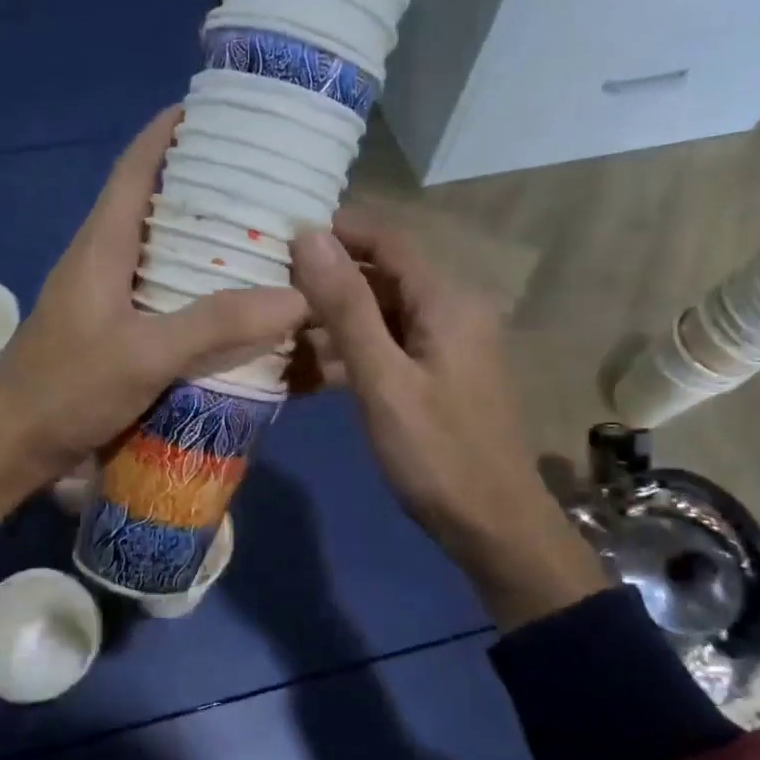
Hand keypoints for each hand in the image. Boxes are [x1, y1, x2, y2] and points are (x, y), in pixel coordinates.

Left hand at [0, 106, 307, 518]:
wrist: (10, 448)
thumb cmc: (66, 389)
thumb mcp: (144, 355)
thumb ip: (216, 325)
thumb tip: (296, 296)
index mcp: (102, 244)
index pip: (135, 167)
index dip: (169, 132)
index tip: (216, 110)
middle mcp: (102, 259)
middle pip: (153, 204)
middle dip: (203, 186)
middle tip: (264, 182)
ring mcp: (104, 298)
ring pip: (159, 251)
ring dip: (202, 240)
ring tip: (261, 237)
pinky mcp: (110, 332)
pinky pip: (160, 293)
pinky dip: (195, 288)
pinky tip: (231, 302)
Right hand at [289, 211, 607, 626]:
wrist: (492, 527)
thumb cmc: (437, 453)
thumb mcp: (383, 379)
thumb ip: (345, 306)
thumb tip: (310, 235)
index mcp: (447, 300)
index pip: (387, 239)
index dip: (336, 232)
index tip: (279, 239)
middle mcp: (452, 311)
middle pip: (381, 277)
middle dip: (326, 282)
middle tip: (267, 292)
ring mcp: (445, 346)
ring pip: (379, 316)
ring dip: (331, 323)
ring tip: (274, 335)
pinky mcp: (436, 377)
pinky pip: (387, 349)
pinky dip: (349, 355)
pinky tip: (304, 372)